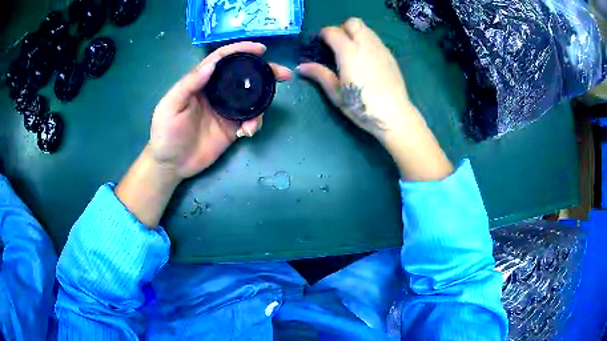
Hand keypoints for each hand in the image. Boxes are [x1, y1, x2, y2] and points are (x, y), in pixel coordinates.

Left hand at [116, 42, 290, 226]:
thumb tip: (212, 64)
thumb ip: (189, 84)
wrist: (171, 164)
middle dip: (265, 72)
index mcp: (201, 82)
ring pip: (251, 98)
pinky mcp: (232, 127)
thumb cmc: (165, 133)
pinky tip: (247, 132)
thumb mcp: (171, 106)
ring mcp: (226, 110)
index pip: (223, 60)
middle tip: (283, 75)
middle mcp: (217, 92)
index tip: (261, 49)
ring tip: (256, 121)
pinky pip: (250, 120)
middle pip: (243, 75)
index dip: (241, 50)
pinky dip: (254, 124)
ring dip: (263, 103)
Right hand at [298, 18, 452, 180]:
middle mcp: (365, 45)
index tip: (321, 45)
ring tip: (351, 52)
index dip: (324, 35)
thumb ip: (320, 75)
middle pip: (352, 22)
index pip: (333, 31)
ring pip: (366, 28)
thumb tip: (301, 67)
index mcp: (349, 53)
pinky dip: (367, 41)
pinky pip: (375, 39)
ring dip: (355, 33)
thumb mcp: (337, 93)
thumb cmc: (362, 106)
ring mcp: (380, 48)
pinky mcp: (389, 55)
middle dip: (342, 29)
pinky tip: (365, 59)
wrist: (394, 115)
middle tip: (338, 46)